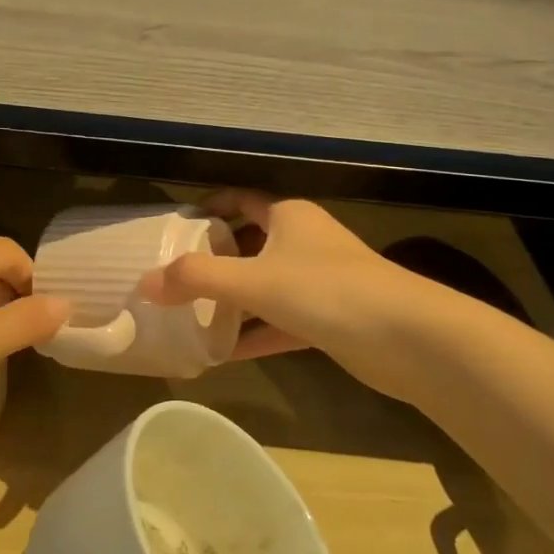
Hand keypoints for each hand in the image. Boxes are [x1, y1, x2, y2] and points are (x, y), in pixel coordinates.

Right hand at [139, 192, 407, 365]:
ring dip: (230, 300)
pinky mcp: (328, 319)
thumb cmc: (326, 290)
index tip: (172, 228)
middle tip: (171, 277)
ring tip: (186, 315)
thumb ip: (196, 279)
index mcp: (287, 216)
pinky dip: (252, 333)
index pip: (238, 200)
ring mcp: (318, 282)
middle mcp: (303, 241)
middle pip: (247, 243)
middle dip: (212, 259)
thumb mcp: (253, 279)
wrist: (409, 339)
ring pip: (263, 285)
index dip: (206, 208)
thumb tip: (144, 283)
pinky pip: (278, 321)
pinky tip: (220, 353)